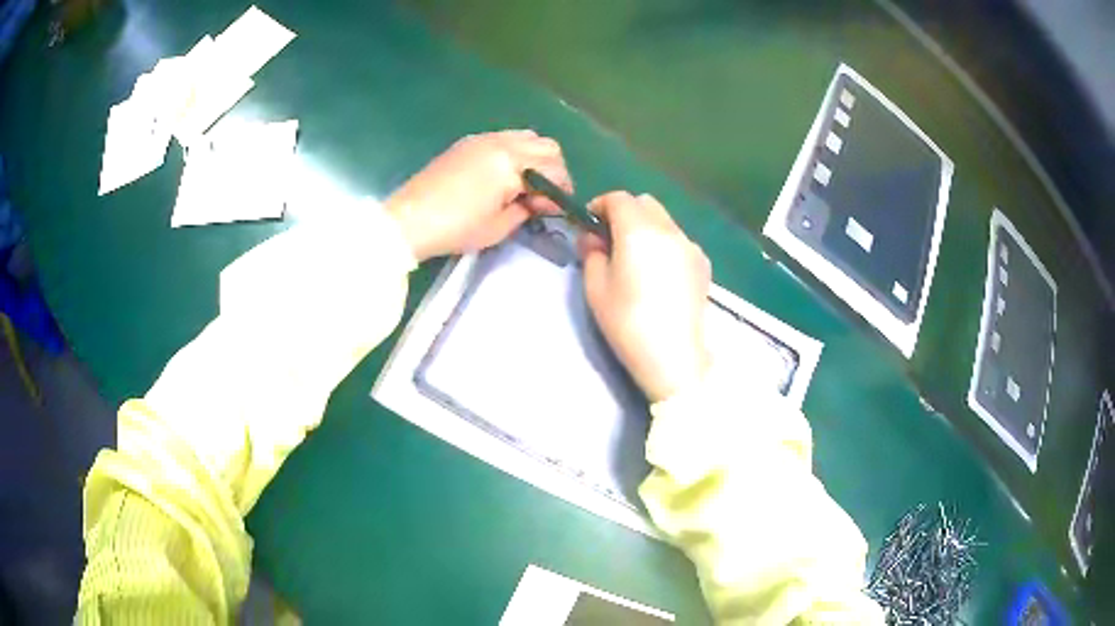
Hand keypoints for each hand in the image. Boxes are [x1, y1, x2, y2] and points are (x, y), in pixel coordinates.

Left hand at [386, 130, 572, 260]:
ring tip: (522, 183)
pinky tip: (501, 175)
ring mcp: (483, 138)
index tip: (552, 210)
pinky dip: (514, 152)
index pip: (554, 168)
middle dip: (553, 169)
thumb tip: (539, 202)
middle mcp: (502, 143)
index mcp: (512, 164)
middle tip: (542, 195)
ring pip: (527, 136)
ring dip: (534, 157)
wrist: (409, 219)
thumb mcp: (499, 227)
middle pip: (547, 145)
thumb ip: (527, 210)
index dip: (561, 190)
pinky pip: (504, 138)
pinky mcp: (468, 142)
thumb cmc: (456, 228)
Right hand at [581, 192, 711, 402]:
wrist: (674, 356)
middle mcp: (669, 229)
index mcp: (639, 230)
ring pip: (664, 219)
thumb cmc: (628, 322)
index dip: (599, 205)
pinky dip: (663, 242)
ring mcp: (691, 245)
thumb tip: (593, 237)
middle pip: (644, 203)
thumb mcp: (596, 287)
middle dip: (624, 212)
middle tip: (610, 240)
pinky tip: (658, 272)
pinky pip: (678, 239)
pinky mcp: (703, 263)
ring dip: (645, 226)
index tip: (589, 225)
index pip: (618, 198)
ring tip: (635, 258)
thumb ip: (591, 252)